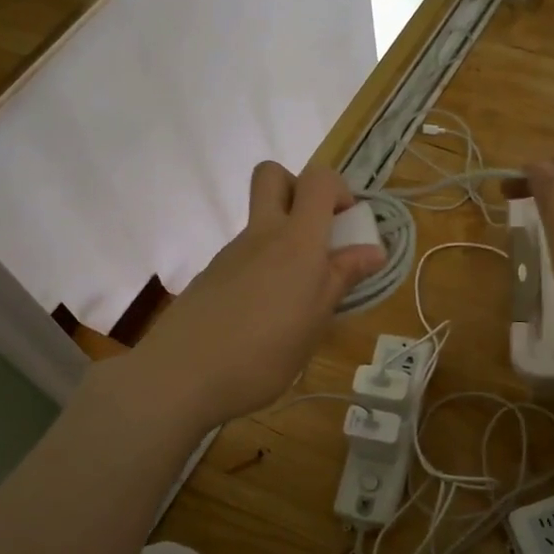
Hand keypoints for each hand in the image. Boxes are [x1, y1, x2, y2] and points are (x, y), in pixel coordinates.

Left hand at [129, 162, 384, 429]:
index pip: (318, 179)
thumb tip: (373, 250)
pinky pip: (245, 256)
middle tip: (318, 236)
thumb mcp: (315, 321)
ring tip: (297, 298)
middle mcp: (261, 235)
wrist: (180, 376)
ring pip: (260, 223)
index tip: (349, 227)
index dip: (338, 191)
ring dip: (284, 240)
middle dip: (299, 190)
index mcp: (296, 240)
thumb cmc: (263, 353)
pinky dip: (263, 270)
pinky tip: (264, 316)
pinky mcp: (212, 276)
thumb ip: (342, 279)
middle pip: (273, 176)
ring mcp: (231, 253)